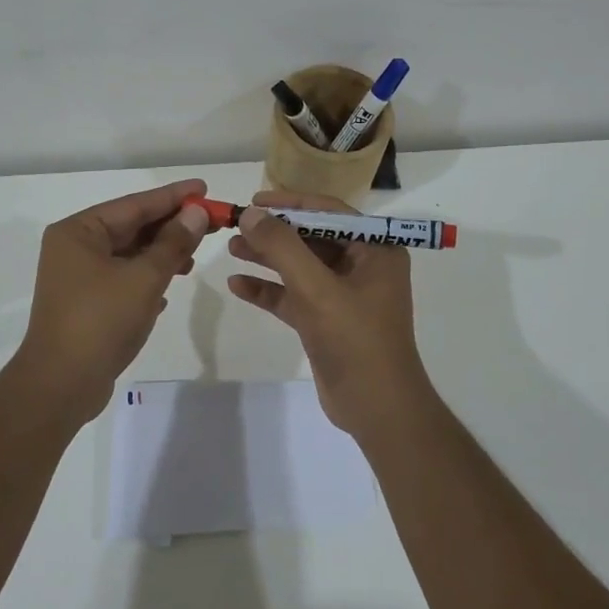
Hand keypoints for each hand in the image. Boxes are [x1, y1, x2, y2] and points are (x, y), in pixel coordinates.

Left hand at [13, 178, 210, 420]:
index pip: (134, 204)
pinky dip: (147, 278)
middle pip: (131, 228)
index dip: (173, 197)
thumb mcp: (144, 278)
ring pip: (129, 255)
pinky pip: (123, 279)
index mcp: (79, 232)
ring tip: (194, 257)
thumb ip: (173, 243)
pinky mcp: (86, 304)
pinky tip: (171, 285)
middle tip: (210, 221)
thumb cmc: (101, 321)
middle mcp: (74, 248)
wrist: (61, 385)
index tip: (204, 188)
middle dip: (170, 227)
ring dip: (162, 254)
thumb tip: (196, 212)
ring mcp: (78, 278)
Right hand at [225, 190, 436, 436]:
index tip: (254, 201)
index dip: (291, 203)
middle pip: (311, 238)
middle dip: (274, 232)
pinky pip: (294, 296)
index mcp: (376, 250)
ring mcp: (344, 295)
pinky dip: (269, 290)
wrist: (377, 408)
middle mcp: (363, 266)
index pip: (329, 212)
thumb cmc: (355, 339)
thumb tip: (250, 214)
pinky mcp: (326, 321)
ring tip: (231, 248)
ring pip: (300, 267)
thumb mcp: (316, 288)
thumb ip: (282, 247)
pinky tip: (237, 285)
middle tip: (236, 224)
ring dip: (267, 258)